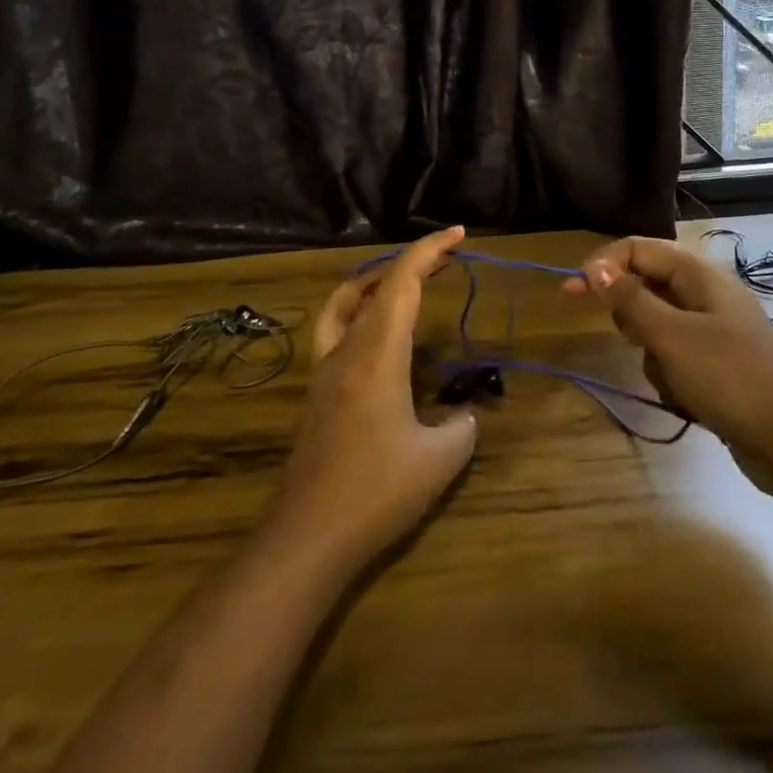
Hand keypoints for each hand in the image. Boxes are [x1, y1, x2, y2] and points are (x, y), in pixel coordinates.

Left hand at [270, 227, 477, 571]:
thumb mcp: (439, 459)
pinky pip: (337, 333)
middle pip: (376, 285)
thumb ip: (461, 427)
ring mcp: (325, 371)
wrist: (308, 537)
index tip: (457, 234)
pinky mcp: (318, 395)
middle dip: (412, 264)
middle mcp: (346, 351)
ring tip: (410, 286)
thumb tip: (464, 415)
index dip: (429, 250)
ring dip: (379, 284)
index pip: (401, 281)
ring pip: (347, 304)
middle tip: (446, 258)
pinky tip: (378, 341)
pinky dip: (360, 315)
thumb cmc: (376, 490)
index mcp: (377, 353)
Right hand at [564, 237, 772, 466]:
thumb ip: (630, 299)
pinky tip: (689, 401)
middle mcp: (707, 295)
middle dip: (633, 318)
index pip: (638, 249)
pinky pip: (676, 359)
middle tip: (638, 343)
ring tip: (675, 380)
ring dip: (654, 356)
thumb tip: (595, 268)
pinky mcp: (719, 366)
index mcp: (699, 275)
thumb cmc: (729, 377)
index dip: (602, 265)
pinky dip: (673, 378)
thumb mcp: (671, 336)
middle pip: (647, 287)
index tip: (571, 293)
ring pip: (658, 329)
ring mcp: (715, 332)